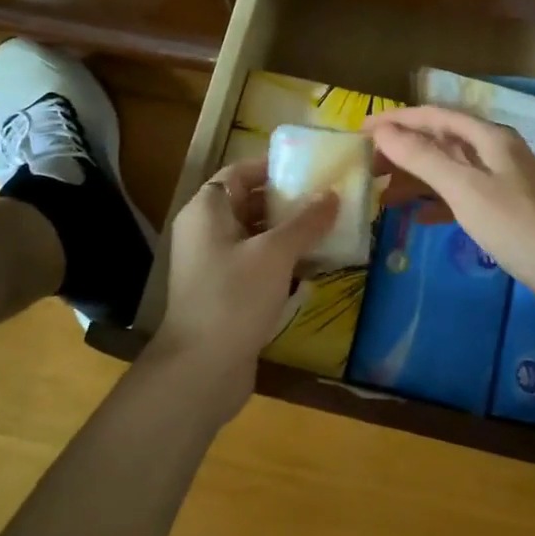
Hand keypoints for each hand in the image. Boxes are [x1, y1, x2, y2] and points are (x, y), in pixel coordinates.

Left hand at [148, 157, 338, 421]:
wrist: (201, 370)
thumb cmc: (234, 298)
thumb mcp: (275, 253)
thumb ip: (306, 221)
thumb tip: (333, 194)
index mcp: (207, 210)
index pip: (240, 171)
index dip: (274, 165)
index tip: (312, 167)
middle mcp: (206, 231)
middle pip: (250, 202)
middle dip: (290, 200)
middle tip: (330, 198)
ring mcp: (214, 264)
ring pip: (258, 235)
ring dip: (291, 232)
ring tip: (331, 228)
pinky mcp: (226, 292)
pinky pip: (258, 264)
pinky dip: (284, 260)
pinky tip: (316, 266)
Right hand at [365, 106, 534, 308]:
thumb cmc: (515, 222)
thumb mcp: (463, 187)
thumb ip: (422, 158)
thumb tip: (383, 132)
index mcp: (488, 137)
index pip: (434, 117)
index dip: (396, 121)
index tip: (361, 131)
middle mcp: (495, 152)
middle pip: (441, 143)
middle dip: (403, 153)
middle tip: (368, 168)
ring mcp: (501, 182)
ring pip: (449, 172)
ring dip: (416, 180)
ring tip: (383, 196)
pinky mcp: (504, 211)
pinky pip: (461, 197)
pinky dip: (437, 204)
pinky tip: (417, 218)